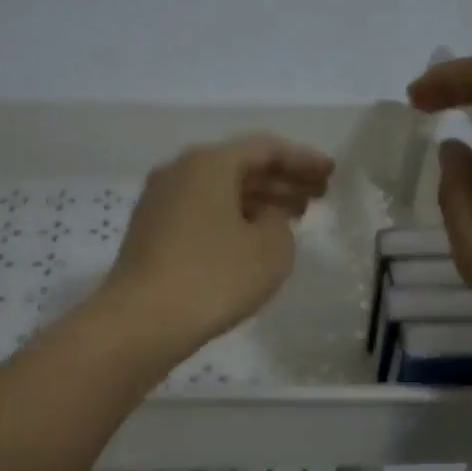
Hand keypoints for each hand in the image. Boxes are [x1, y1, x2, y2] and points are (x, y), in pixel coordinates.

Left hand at [101, 133, 335, 358]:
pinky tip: (252, 238)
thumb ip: (279, 222)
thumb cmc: (214, 278)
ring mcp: (159, 201)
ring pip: (220, 191)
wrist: (141, 321)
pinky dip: (232, 217)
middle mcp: (179, 171)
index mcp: (209, 162)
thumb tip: (265, 216)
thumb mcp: (270, 250)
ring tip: (293, 218)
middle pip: (240, 166)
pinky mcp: (150, 231)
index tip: (330, 174)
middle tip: (317, 197)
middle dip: (282, 180)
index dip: (302, 160)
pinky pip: (202, 211)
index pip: (266, 149)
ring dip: (258, 200)